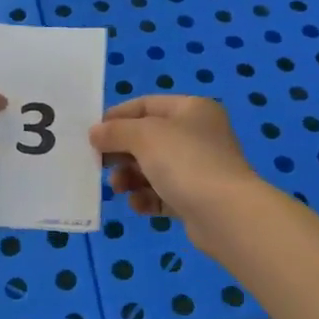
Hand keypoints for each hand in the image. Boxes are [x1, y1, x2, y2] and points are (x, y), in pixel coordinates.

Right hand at [88, 96, 262, 244]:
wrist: (226, 214)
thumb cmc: (185, 161)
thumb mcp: (144, 136)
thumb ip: (116, 131)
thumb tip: (95, 133)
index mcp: (192, 109)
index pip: (147, 104)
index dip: (118, 116)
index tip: (93, 133)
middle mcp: (198, 135)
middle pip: (149, 138)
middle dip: (122, 151)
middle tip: (99, 163)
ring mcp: (199, 168)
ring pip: (154, 168)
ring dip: (130, 177)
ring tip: (117, 188)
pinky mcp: (197, 199)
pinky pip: (163, 194)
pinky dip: (147, 197)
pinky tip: (137, 205)